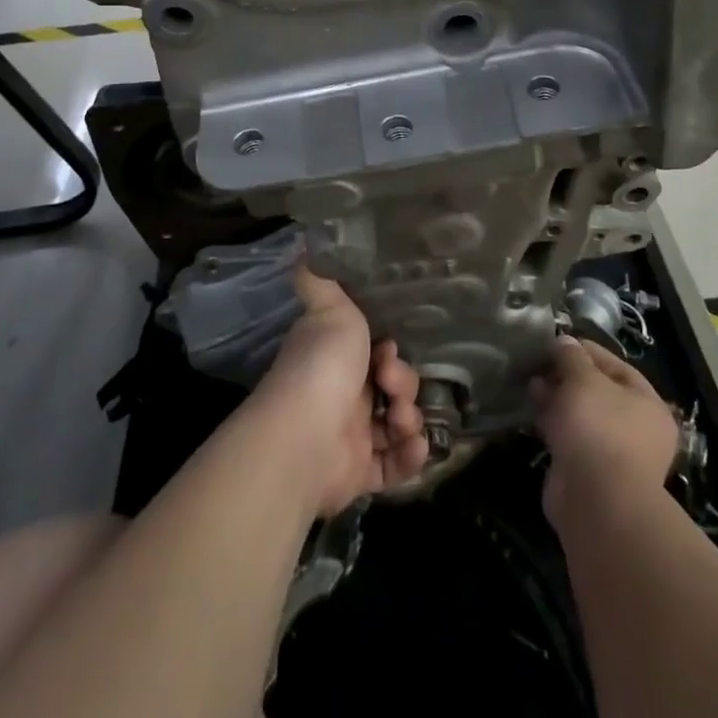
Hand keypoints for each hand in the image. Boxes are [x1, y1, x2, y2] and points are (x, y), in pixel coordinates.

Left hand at [254, 266, 429, 516]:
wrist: (305, 437)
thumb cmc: (322, 366)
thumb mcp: (328, 308)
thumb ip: (319, 279)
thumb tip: (303, 244)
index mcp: (336, 357)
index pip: (377, 351)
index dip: (391, 350)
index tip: (389, 348)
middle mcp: (343, 394)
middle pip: (392, 386)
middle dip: (404, 384)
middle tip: (392, 386)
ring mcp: (351, 435)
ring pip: (397, 424)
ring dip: (410, 420)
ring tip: (401, 423)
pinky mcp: (359, 473)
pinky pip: (395, 465)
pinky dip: (409, 456)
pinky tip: (413, 445)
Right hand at [531, 337, 679, 528]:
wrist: (596, 502)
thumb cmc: (599, 428)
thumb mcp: (583, 379)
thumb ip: (572, 357)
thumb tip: (564, 342)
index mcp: (648, 404)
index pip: (616, 366)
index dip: (586, 351)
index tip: (557, 342)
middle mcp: (636, 429)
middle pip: (598, 392)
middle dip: (567, 376)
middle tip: (539, 364)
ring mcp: (612, 453)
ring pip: (581, 416)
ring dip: (556, 398)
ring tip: (530, 384)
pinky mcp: (588, 472)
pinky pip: (569, 438)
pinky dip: (552, 423)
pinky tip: (532, 410)